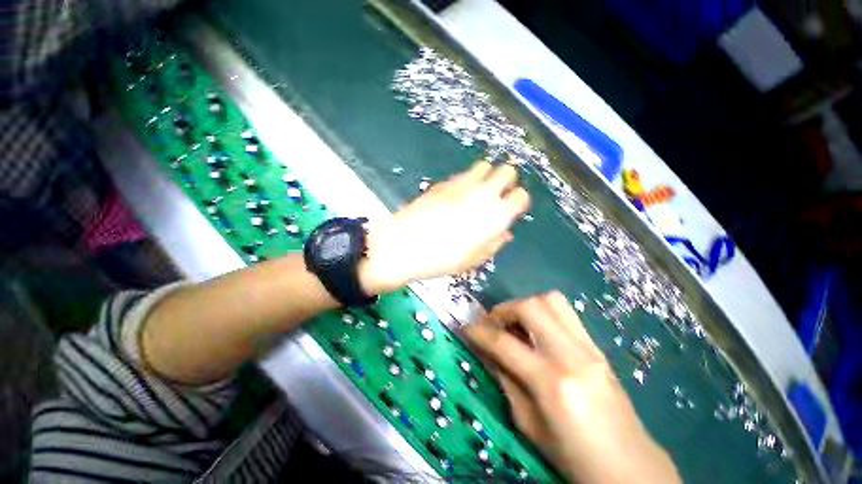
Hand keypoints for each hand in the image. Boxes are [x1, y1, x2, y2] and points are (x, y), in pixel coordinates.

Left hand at [359, 162, 529, 293]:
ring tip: (479, 190)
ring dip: (487, 175)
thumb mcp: (474, 259)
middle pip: (508, 170)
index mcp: (496, 215)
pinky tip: (459, 193)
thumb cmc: (442, 259)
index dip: (519, 201)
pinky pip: (464, 172)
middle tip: (498, 195)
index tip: (512, 208)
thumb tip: (505, 233)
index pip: (521, 196)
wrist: (405, 245)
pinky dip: (468, 179)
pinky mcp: (445, 181)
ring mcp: (463, 183)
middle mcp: (484, 193)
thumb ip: (494, 243)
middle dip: (507, 180)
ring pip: (486, 165)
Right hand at [465, 292, 679, 483]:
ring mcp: (591, 348)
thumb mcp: (529, 424)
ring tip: (515, 322)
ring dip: (526, 305)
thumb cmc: (573, 457)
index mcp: (553, 383)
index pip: (505, 343)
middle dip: (504, 309)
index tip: (467, 327)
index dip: (480, 332)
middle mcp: (573, 356)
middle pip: (531, 306)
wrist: (630, 468)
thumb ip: (506, 380)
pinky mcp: (599, 348)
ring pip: (552, 300)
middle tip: (493, 323)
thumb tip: (488, 350)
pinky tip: (537, 331)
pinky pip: (566, 314)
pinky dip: (543, 312)